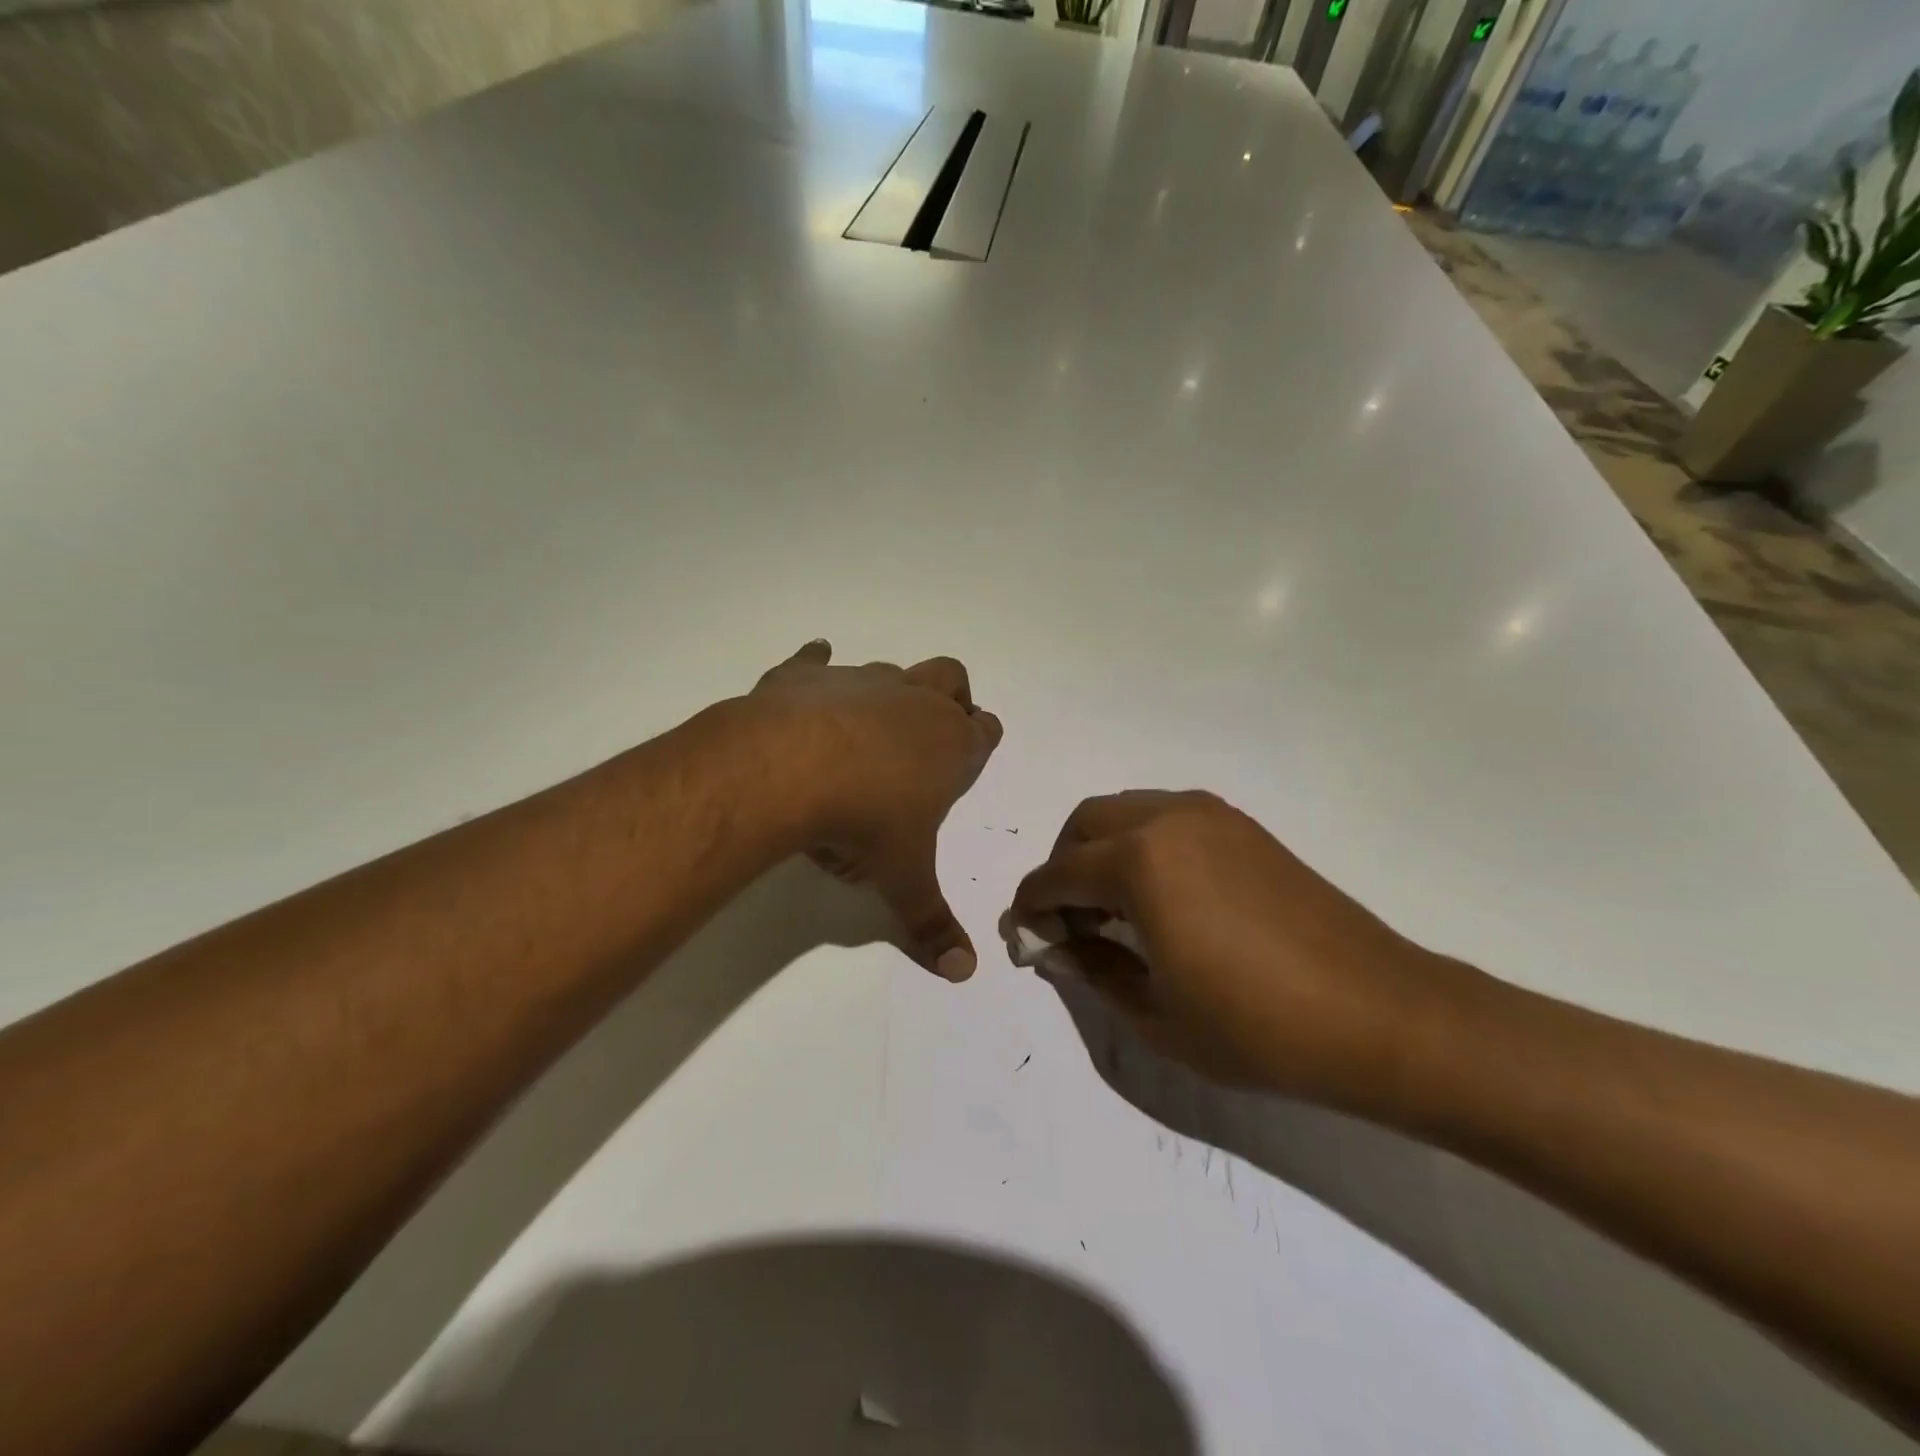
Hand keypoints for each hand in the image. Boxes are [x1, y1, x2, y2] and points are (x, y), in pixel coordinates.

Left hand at [750, 640, 1002, 981]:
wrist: (789, 769)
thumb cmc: (864, 823)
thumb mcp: (901, 880)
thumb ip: (933, 925)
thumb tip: (963, 973)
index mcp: (949, 744)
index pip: (985, 731)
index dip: (982, 739)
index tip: (973, 752)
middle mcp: (913, 703)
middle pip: (951, 678)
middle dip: (952, 697)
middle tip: (931, 730)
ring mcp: (862, 682)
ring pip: (892, 671)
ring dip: (888, 692)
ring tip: (863, 729)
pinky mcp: (808, 675)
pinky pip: (817, 660)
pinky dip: (817, 666)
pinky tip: (813, 669)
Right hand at [1006, 790, 1455, 1105]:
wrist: (1379, 1015)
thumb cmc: (1256, 1028)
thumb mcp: (1155, 1015)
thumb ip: (1092, 970)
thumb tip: (1054, 947)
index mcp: (1139, 862)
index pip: (1056, 875)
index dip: (1032, 908)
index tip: (1027, 939)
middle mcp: (1167, 820)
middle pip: (1084, 825)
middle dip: (1061, 868)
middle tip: (1069, 922)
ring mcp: (1209, 816)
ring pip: (1125, 812)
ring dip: (1100, 850)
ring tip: (1113, 909)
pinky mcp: (1241, 825)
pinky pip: (1165, 817)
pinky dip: (1141, 844)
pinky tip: (1160, 895)